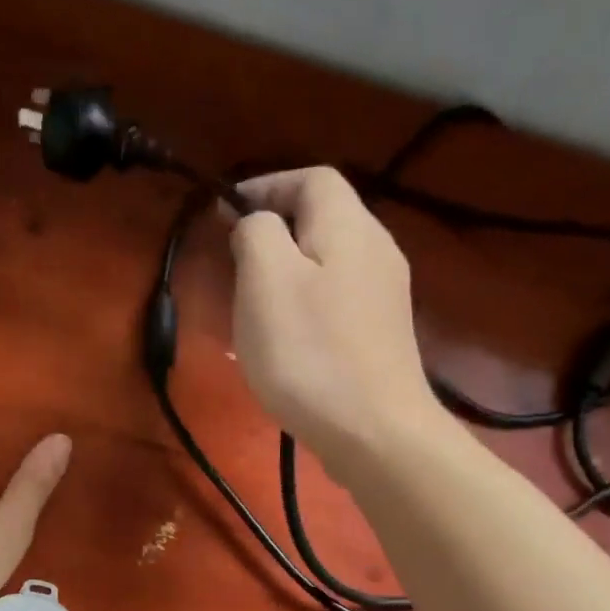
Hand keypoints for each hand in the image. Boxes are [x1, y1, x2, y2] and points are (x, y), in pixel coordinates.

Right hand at [228, 167, 444, 470]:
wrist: (374, 432)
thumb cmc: (310, 354)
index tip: (224, 213)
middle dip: (274, 230)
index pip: (310, 178)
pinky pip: (337, 300)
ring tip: (253, 303)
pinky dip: (306, 303)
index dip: (265, 185)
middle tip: (234, 263)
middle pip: (323, 219)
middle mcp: (376, 250)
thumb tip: (255, 223)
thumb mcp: (265, 282)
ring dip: (288, 271)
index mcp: (348, 227)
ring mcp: (385, 296)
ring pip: (329, 262)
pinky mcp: (382, 336)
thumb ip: (256, 235)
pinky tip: (288, 340)